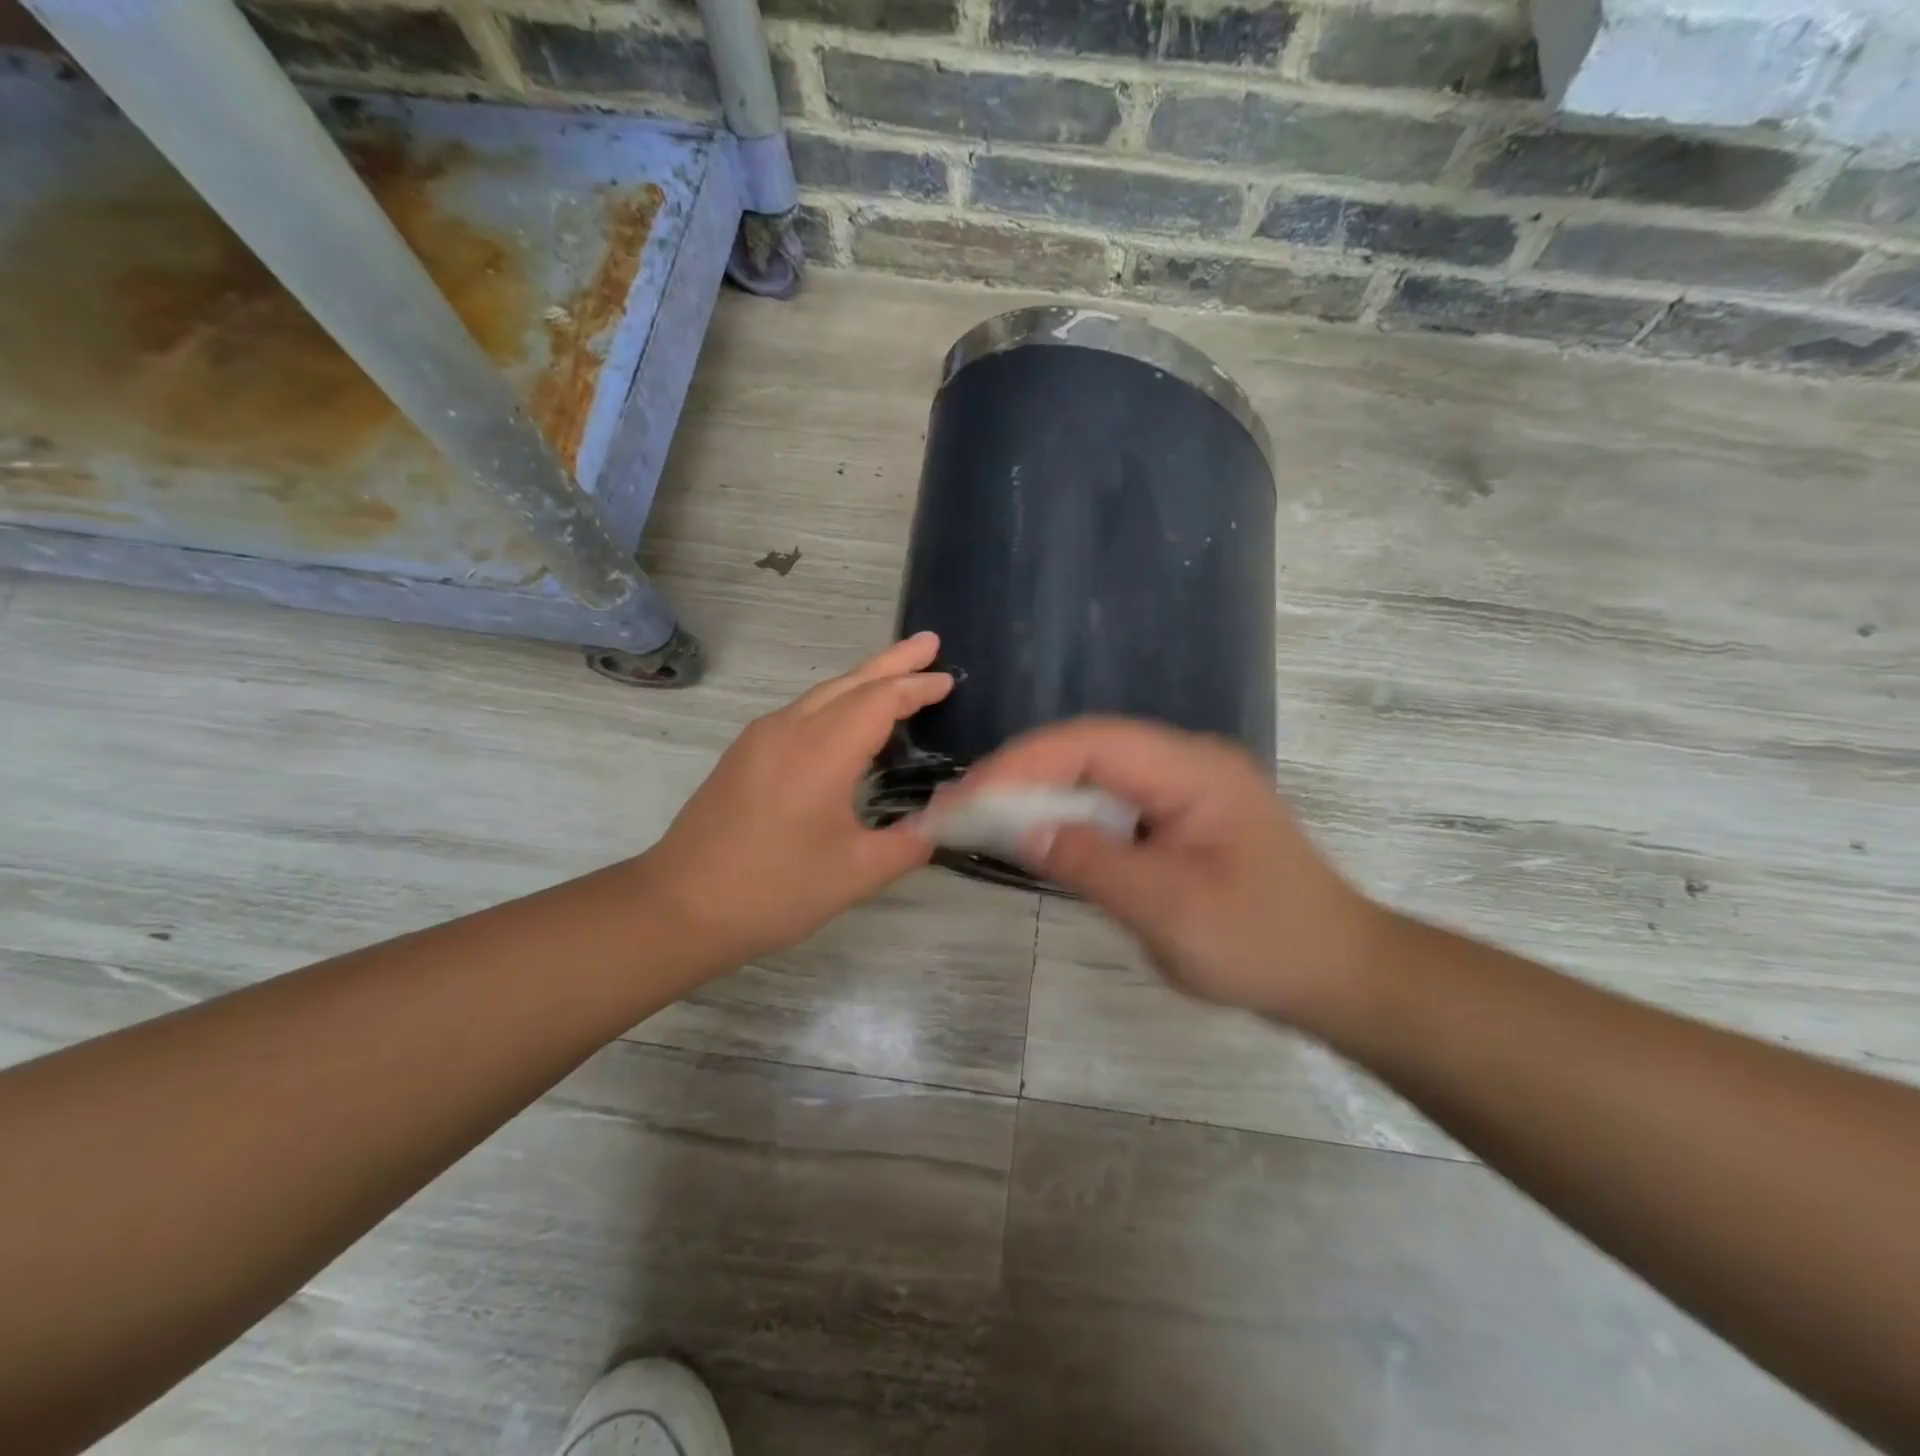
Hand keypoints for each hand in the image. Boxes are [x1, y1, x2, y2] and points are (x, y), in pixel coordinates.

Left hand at [638, 634, 951, 972]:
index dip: (917, 688)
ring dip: (864, 679)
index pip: (879, 701)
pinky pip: (802, 711)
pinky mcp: (745, 753)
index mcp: (822, 752)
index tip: (948, 679)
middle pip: (850, 682)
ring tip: (898, 672)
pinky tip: (848, 718)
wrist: (681, 906)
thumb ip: (909, 843)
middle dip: (894, 661)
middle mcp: (790, 729)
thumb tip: (942, 824)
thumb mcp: (857, 874)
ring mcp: (761, 738)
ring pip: (822, 693)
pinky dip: (837, 702)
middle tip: (930, 641)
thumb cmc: (775, 890)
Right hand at [959, 717, 1389, 1025]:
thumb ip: (1091, 863)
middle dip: (1021, 775)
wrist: (1341, 975)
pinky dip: (1071, 816)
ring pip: (1097, 773)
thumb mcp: (1169, 909)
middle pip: (1088, 749)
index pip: (1089, 743)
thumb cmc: (1262, 943)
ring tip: (984, 818)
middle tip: (960, 807)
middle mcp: (1187, 763)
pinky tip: (1042, 836)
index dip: (1020, 764)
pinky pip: (1114, 802)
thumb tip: (1022, 829)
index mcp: (1192, 770)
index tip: (966, 797)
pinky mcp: (1183, 818)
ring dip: (1041, 794)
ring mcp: (1187, 788)